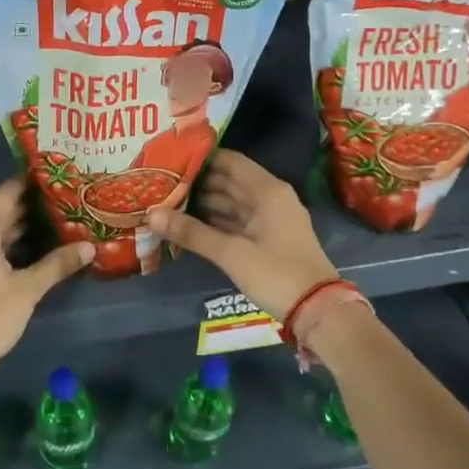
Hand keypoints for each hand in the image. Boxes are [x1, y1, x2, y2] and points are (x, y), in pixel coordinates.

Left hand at [0, 179, 92, 381]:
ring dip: (16, 230)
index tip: (55, 176)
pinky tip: (26, 256)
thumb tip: (90, 247)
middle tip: (63, 202)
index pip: (7, 193)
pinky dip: (2, 247)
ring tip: (52, 226)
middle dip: (29, 208)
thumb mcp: (28, 289)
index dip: (31, 182)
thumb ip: (58, 264)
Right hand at [147, 150, 338, 318]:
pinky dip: (216, 221)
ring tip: (168, 202)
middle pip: (230, 181)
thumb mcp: (231, 253)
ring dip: (204, 203)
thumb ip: (192, 233)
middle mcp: (270, 198)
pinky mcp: (268, 240)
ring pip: (232, 203)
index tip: (171, 158)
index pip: (230, 161)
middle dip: (198, 182)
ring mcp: (270, 220)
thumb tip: (151, 215)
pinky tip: (190, 225)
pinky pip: (237, 222)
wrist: (317, 310)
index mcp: (267, 191)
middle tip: (162, 182)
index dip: (202, 158)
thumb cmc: (276, 273)